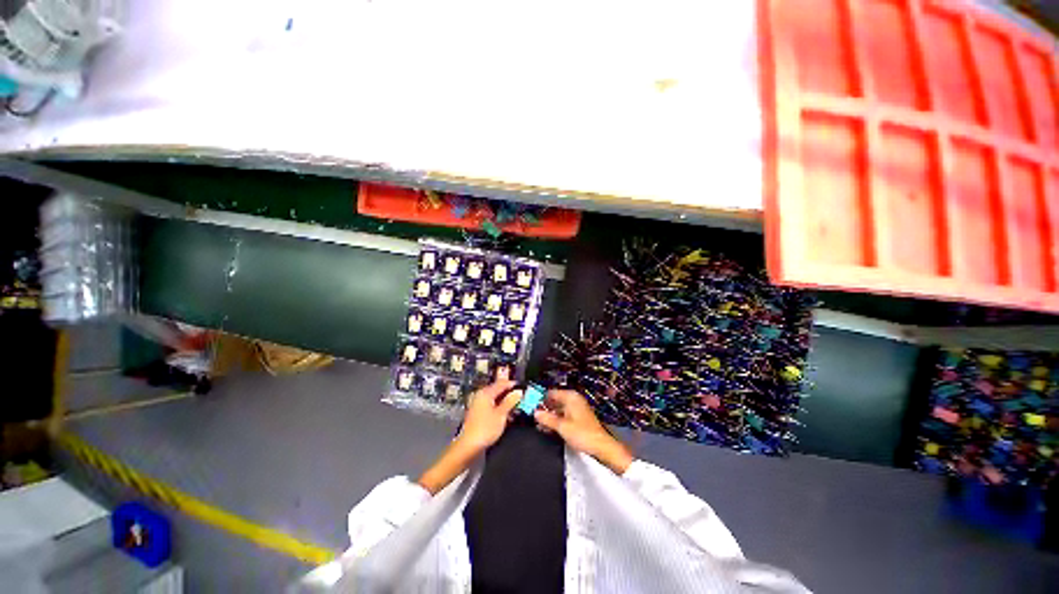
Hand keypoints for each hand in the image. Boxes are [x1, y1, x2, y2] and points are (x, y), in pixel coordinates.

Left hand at [455, 379, 522, 452]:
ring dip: (505, 401)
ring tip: (516, 406)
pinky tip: (507, 414)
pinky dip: (499, 407)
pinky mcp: (478, 413)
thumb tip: (519, 392)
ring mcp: (478, 404)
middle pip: (497, 390)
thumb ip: (510, 401)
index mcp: (486, 393)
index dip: (512, 384)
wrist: (469, 446)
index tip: (522, 387)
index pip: (501, 384)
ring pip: (495, 398)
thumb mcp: (501, 414)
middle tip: (521, 396)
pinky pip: (491, 405)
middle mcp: (481, 395)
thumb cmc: (486, 429)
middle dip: (509, 393)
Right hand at [534, 390, 632, 473]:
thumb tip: (535, 413)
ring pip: (559, 408)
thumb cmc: (582, 433)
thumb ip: (547, 419)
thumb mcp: (561, 426)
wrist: (601, 446)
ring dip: (549, 415)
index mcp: (570, 397)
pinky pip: (564, 414)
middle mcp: (573, 399)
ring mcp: (576, 408)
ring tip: (538, 423)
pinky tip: (548, 427)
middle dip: (544, 408)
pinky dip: (556, 419)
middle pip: (555, 400)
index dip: (541, 398)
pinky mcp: (578, 417)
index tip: (530, 405)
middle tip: (532, 416)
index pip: (551, 393)